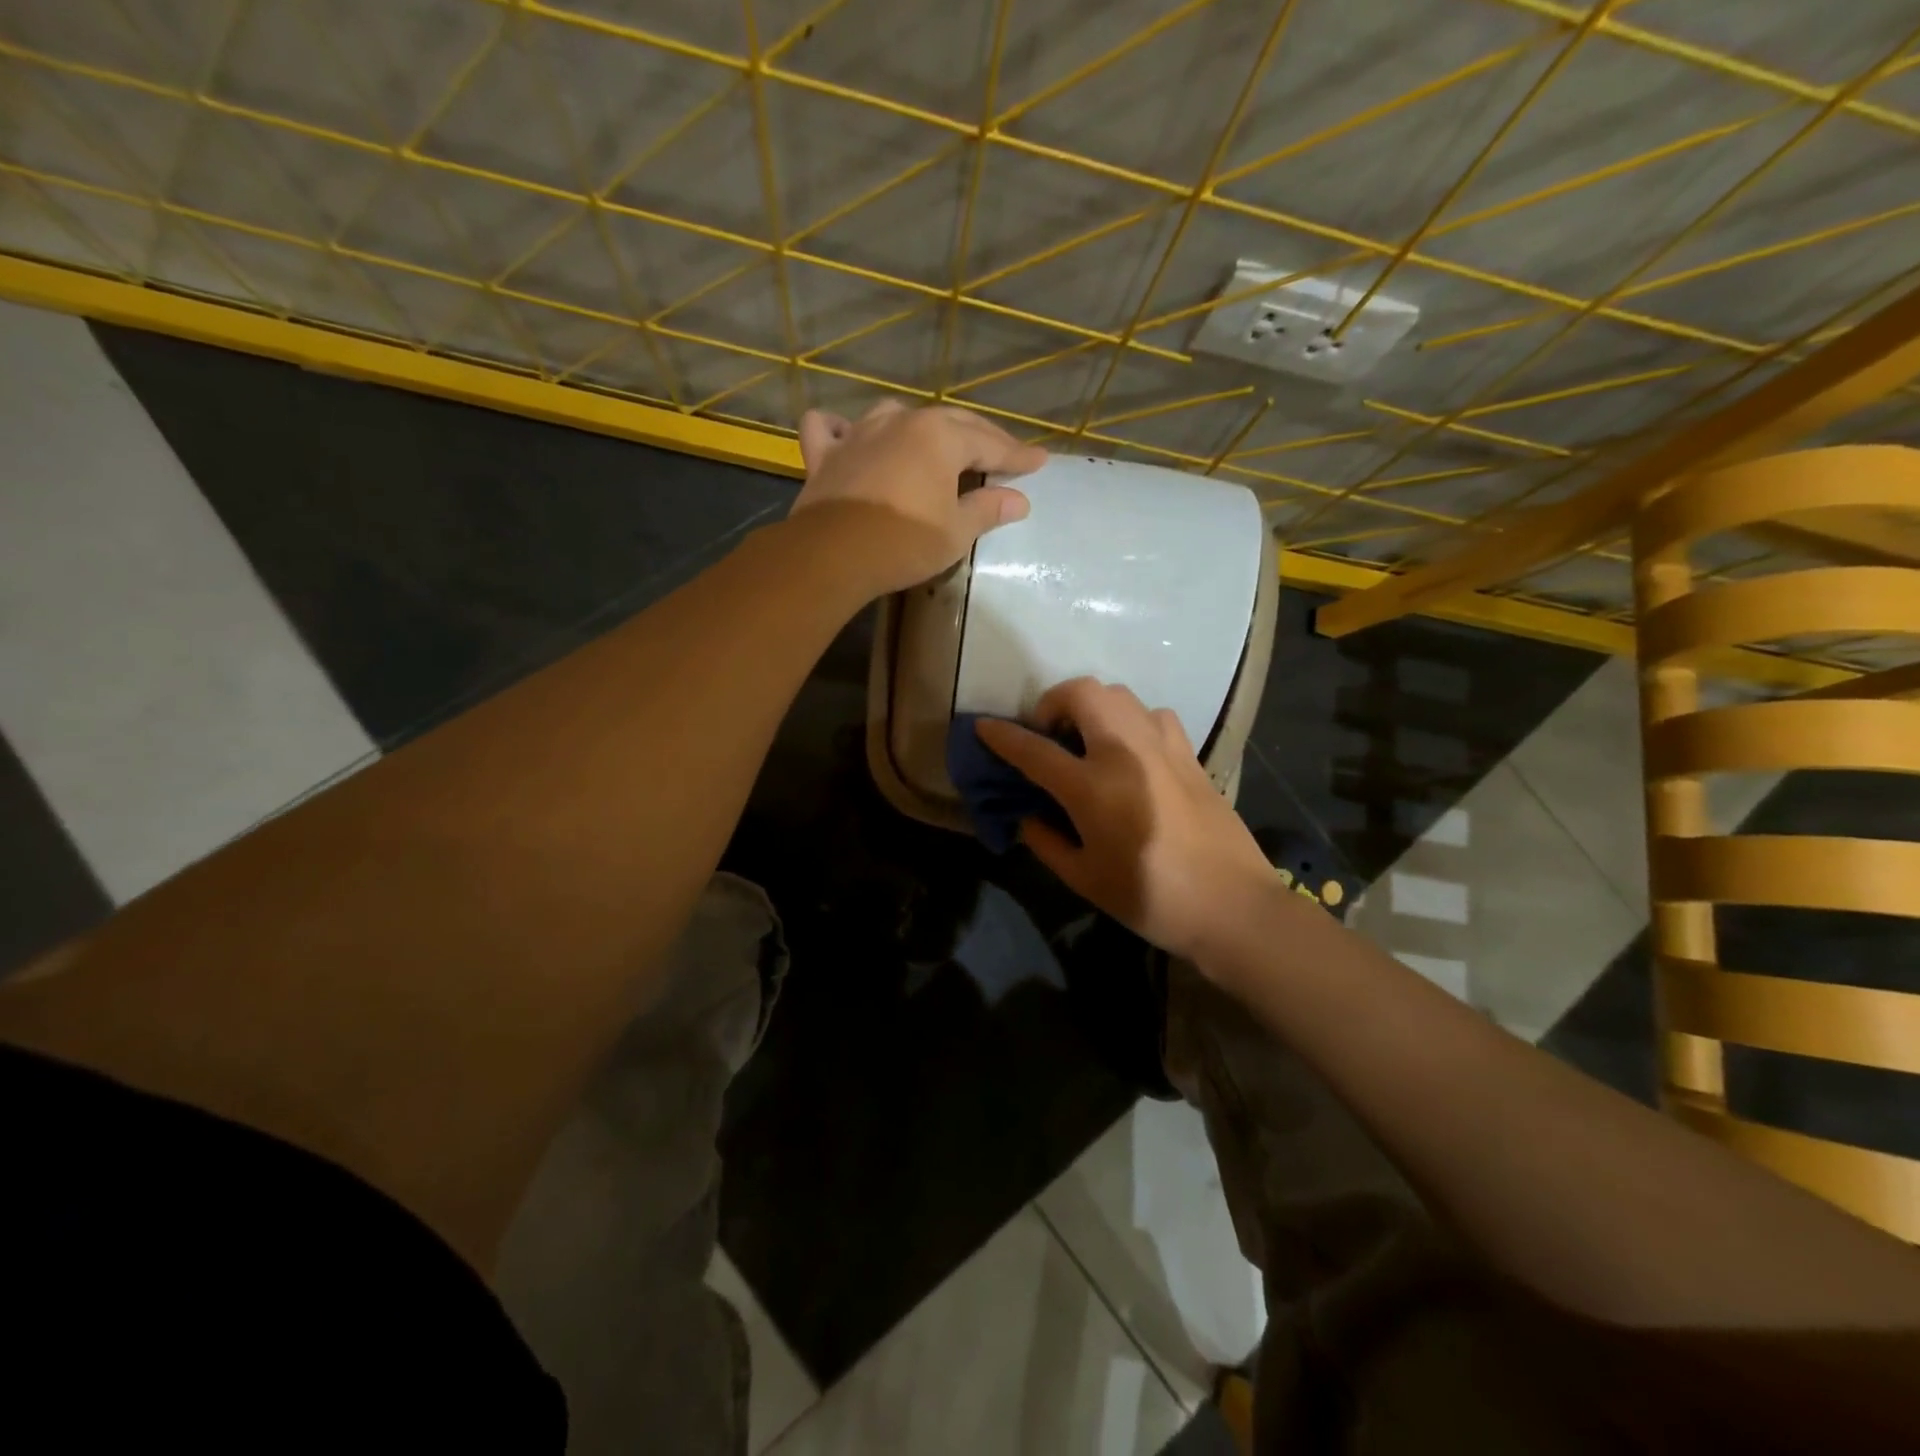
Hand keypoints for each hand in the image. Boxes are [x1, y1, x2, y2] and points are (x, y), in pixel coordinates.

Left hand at [792, 400, 1046, 595]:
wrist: (833, 554)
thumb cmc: (904, 543)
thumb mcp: (956, 532)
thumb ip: (987, 509)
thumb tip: (1019, 500)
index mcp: (940, 437)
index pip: (990, 444)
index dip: (1017, 455)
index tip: (1039, 461)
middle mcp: (902, 422)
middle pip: (950, 422)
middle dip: (981, 437)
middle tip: (1002, 453)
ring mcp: (859, 433)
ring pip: (895, 414)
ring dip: (919, 426)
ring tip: (932, 442)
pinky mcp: (825, 454)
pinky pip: (829, 428)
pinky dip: (841, 428)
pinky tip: (849, 436)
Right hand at [974, 679, 1275, 962]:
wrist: (1233, 906)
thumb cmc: (1151, 899)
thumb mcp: (1084, 879)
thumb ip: (1046, 841)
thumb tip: (1028, 816)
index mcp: (1093, 788)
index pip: (1035, 750)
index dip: (1003, 736)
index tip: (984, 727)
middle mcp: (1126, 753)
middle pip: (1082, 693)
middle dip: (1052, 701)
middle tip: (1047, 732)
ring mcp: (1163, 748)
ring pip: (1120, 695)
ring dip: (1092, 706)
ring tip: (1086, 739)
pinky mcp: (1190, 754)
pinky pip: (1152, 715)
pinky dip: (1130, 720)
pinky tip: (1130, 751)